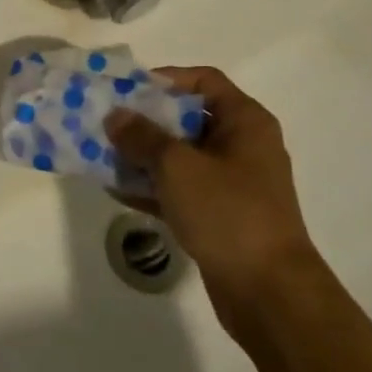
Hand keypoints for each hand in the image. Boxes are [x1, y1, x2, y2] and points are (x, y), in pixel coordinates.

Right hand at [105, 68, 317, 315]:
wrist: (269, 292)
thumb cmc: (227, 212)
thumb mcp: (177, 166)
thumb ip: (142, 137)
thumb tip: (116, 116)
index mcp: (245, 122)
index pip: (204, 80)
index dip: (166, 79)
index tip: (127, 91)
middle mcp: (243, 146)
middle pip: (188, 118)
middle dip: (146, 121)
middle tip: (106, 123)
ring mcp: (233, 183)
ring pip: (181, 157)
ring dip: (143, 156)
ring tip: (102, 155)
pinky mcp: (221, 216)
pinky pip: (181, 190)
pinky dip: (153, 187)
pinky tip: (116, 190)